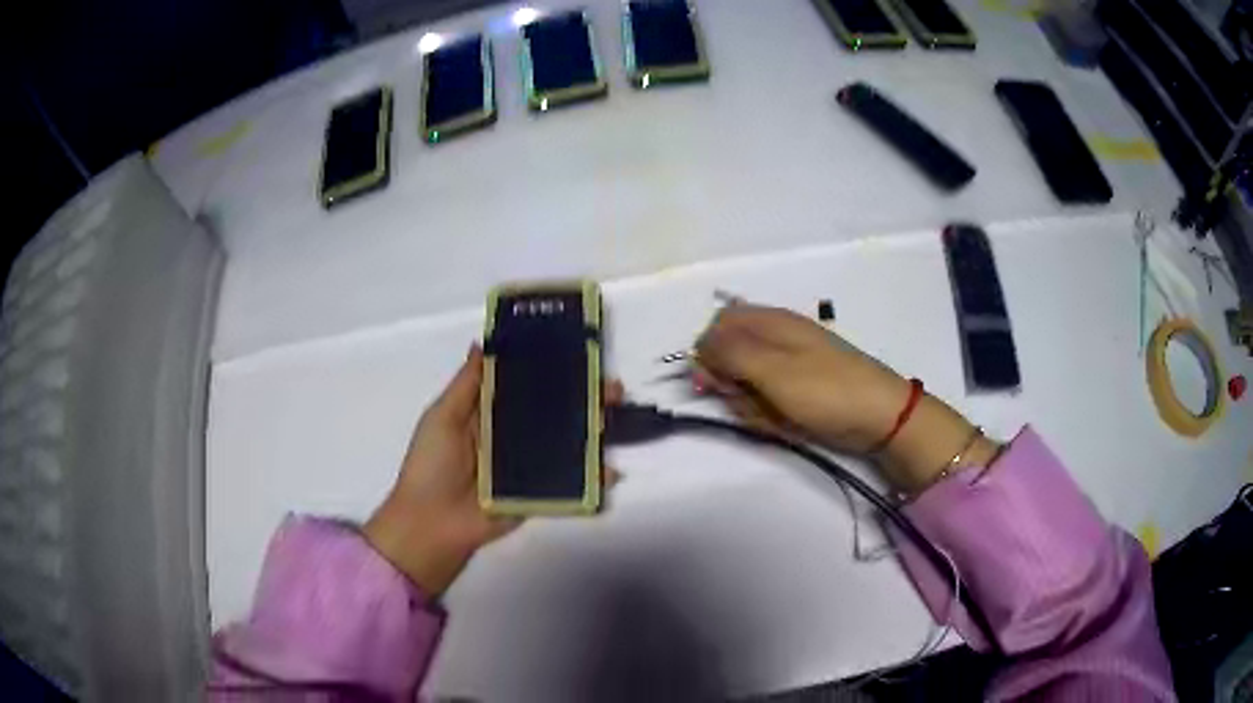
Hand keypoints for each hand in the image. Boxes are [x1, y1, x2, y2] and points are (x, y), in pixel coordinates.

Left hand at [364, 345, 624, 594]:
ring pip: (567, 445)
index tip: (581, 354)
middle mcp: (513, 438)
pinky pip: (569, 484)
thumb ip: (467, 384)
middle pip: (555, 414)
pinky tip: (610, 472)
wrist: (431, 524)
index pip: (527, 387)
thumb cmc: (432, 466)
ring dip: (594, 433)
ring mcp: (530, 468)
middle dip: (585, 399)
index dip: (553, 372)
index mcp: (490, 415)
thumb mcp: (443, 417)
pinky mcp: (538, 495)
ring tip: (611, 420)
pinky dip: (593, 480)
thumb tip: (484, 342)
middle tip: (611, 389)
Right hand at [694, 304, 912, 453]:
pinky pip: (766, 402)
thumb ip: (730, 353)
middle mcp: (775, 340)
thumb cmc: (826, 388)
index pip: (719, 325)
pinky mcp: (797, 392)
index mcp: (770, 323)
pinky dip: (768, 416)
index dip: (708, 351)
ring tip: (773, 415)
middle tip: (749, 400)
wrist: (879, 417)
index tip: (711, 379)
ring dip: (749, 405)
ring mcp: (787, 368)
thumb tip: (700, 344)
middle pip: (729, 357)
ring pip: (745, 385)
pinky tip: (784, 424)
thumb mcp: (772, 369)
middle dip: (730, 385)